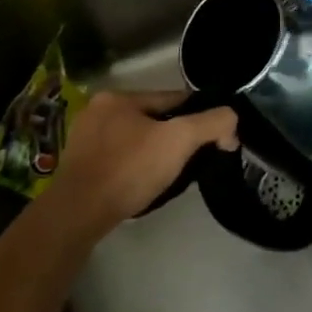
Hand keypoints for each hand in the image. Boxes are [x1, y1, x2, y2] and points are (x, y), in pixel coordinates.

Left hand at [32, 90, 237, 244]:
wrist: (78, 214)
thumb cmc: (129, 169)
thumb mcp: (180, 140)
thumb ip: (213, 123)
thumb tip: (233, 122)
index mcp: (118, 97)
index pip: (173, 99)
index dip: (198, 116)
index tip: (216, 137)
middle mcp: (98, 111)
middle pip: (155, 119)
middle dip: (176, 137)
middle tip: (194, 159)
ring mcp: (85, 139)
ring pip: (138, 140)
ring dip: (157, 153)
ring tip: (173, 175)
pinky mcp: (80, 166)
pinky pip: (121, 158)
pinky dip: (137, 167)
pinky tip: (146, 183)